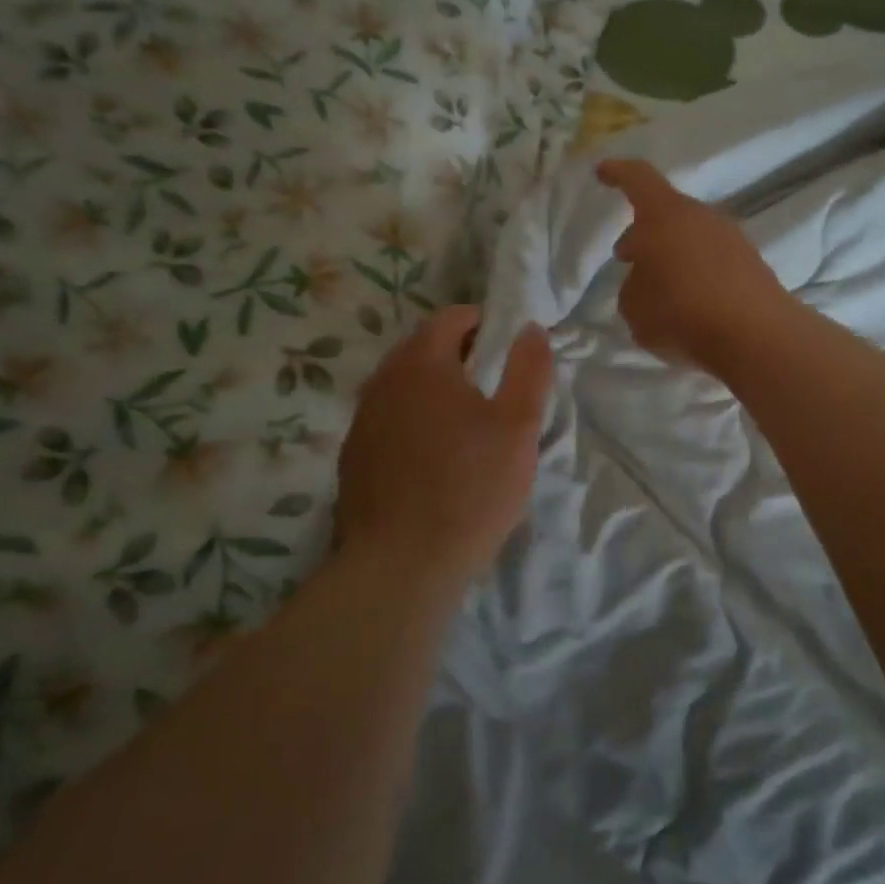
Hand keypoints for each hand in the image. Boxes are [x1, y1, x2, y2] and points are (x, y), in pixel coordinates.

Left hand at [335, 305, 553, 586]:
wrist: (402, 565)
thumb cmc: (471, 487)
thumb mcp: (519, 425)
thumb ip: (529, 369)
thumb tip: (530, 328)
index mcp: (422, 364)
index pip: (451, 318)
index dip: (484, 323)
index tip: (508, 347)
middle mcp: (383, 382)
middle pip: (422, 348)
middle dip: (459, 354)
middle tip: (494, 384)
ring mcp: (362, 421)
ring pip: (402, 386)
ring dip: (434, 389)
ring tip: (467, 421)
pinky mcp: (353, 458)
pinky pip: (388, 420)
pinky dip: (413, 420)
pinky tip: (434, 457)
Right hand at [597, 158, 794, 374]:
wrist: (757, 335)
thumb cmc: (682, 312)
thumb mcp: (634, 307)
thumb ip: (633, 287)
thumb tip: (647, 282)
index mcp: (665, 215)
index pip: (638, 179)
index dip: (618, 173)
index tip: (602, 172)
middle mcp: (701, 217)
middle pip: (667, 214)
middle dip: (645, 233)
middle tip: (628, 256)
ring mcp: (732, 239)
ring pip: (691, 237)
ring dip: (671, 255)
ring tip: (657, 287)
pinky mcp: (752, 265)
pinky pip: (712, 260)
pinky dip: (696, 273)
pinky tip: (689, 303)